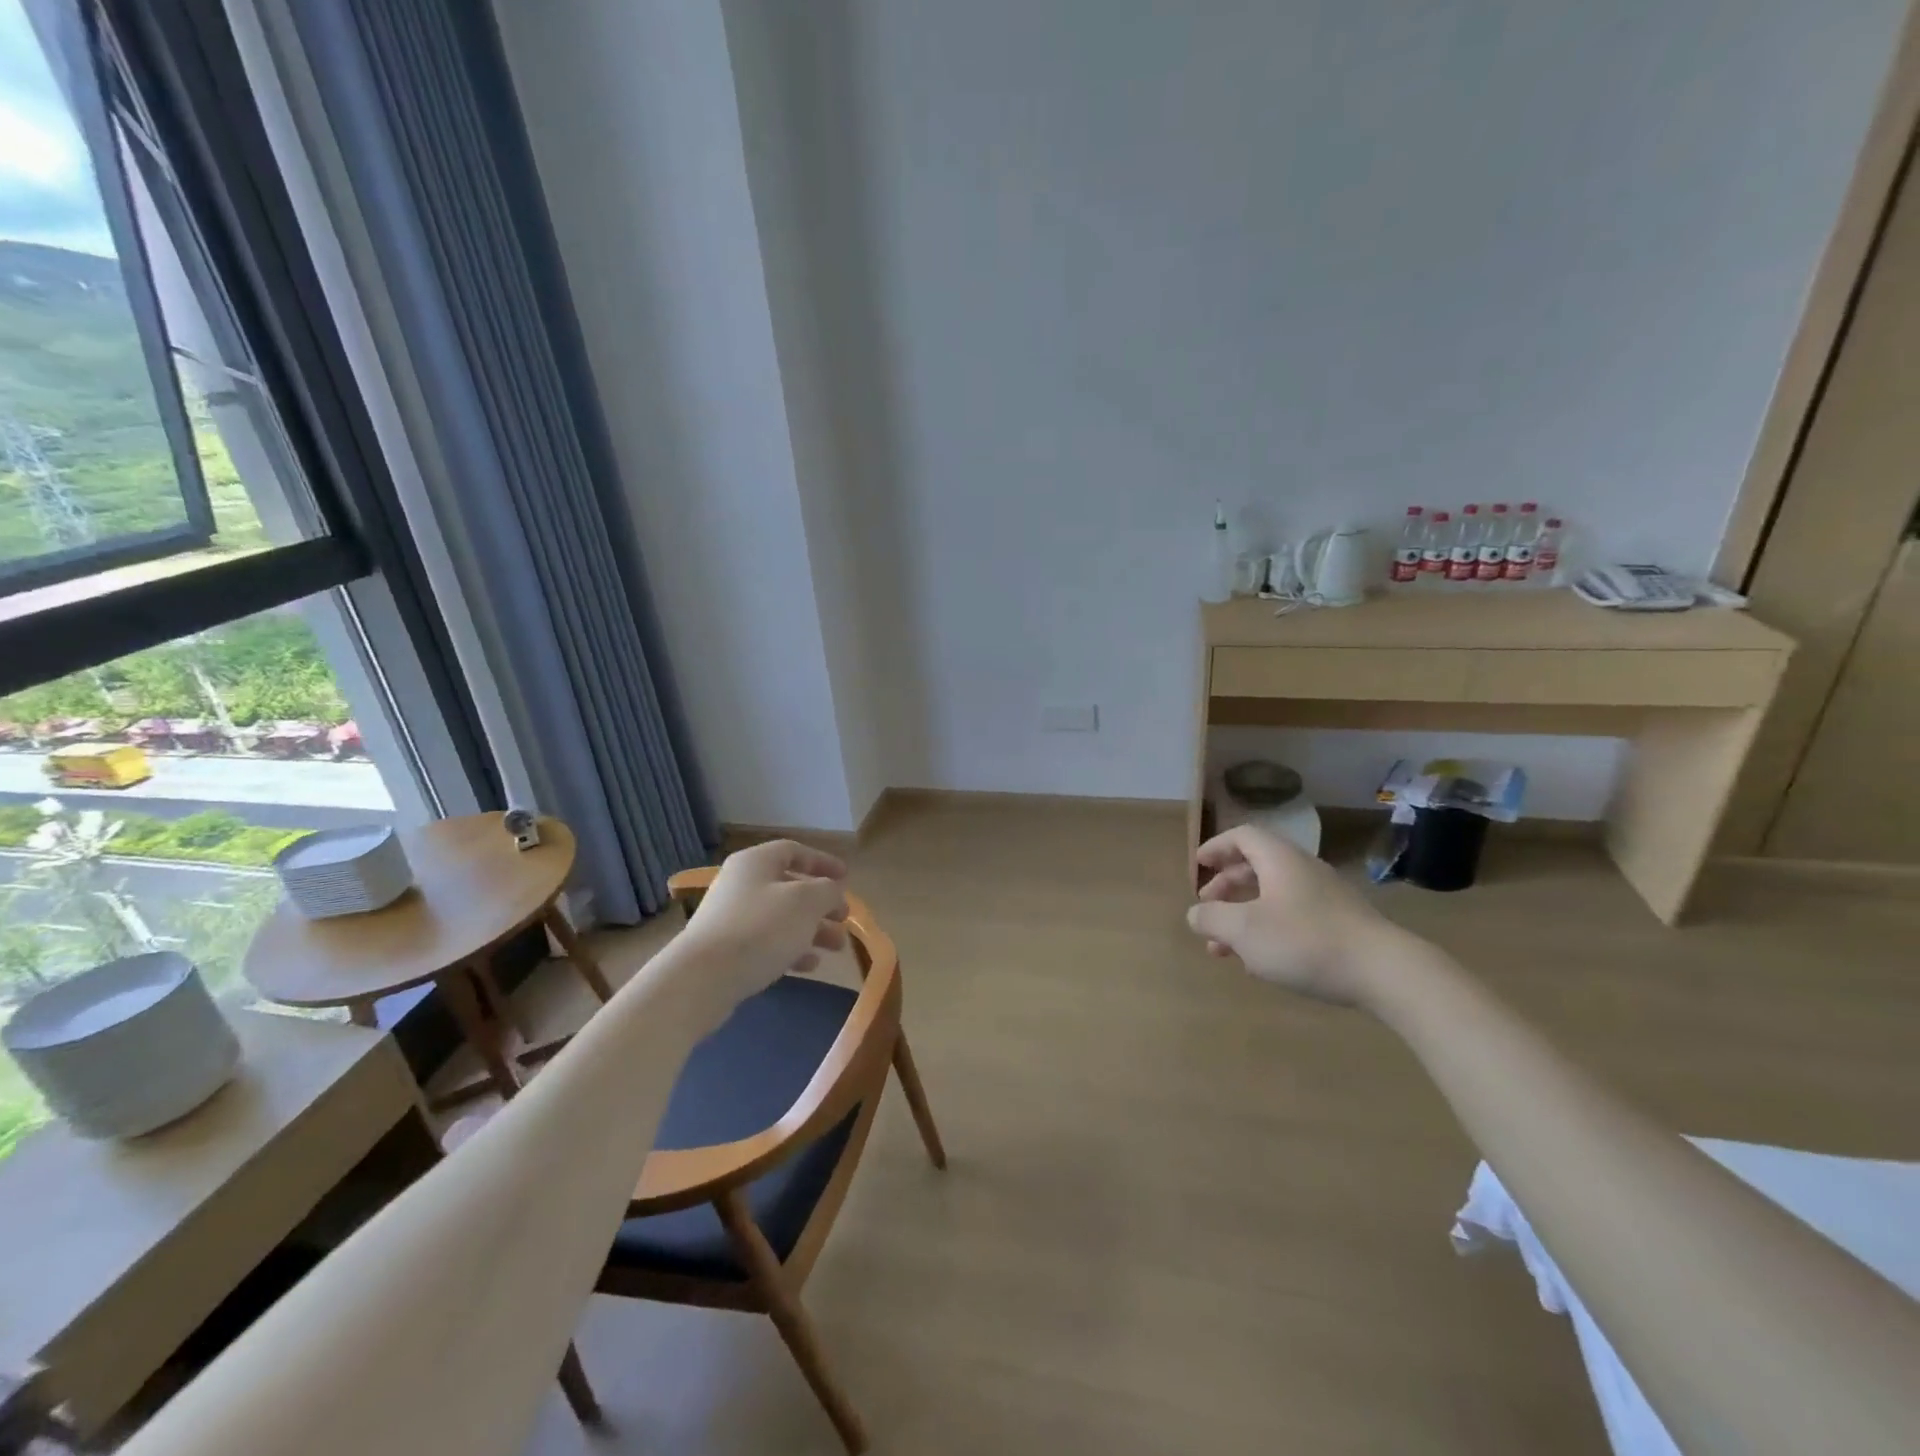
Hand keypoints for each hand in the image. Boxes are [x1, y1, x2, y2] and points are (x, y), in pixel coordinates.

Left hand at [676, 840, 850, 1010]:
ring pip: (781, 918)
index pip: (794, 851)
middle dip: (822, 903)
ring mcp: (731, 918)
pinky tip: (810, 965)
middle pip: (789, 887)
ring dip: (812, 930)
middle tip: (844, 919)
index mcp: (755, 863)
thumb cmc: (761, 928)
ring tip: (836, 947)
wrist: (703, 978)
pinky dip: (791, 949)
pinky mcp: (726, 951)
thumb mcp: (806, 902)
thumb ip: (827, 891)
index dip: (822, 861)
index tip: (846, 877)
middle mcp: (741, 884)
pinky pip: (766, 942)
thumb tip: (832, 891)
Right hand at [1187, 825, 1396, 1003]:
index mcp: (1279, 860)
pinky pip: (1293, 916)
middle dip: (1226, 887)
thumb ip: (1212, 918)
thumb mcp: (1244, 930)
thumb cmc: (1305, 941)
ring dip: (1244, 915)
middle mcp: (1303, 870)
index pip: (1242, 837)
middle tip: (1207, 910)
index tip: (1198, 865)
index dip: (1216, 847)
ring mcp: (1326, 898)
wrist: (1386, 972)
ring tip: (1225, 948)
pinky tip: (1262, 961)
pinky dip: (1269, 929)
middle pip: (1256, 866)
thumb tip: (1195, 913)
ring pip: (1273, 896)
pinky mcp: (1341, 925)